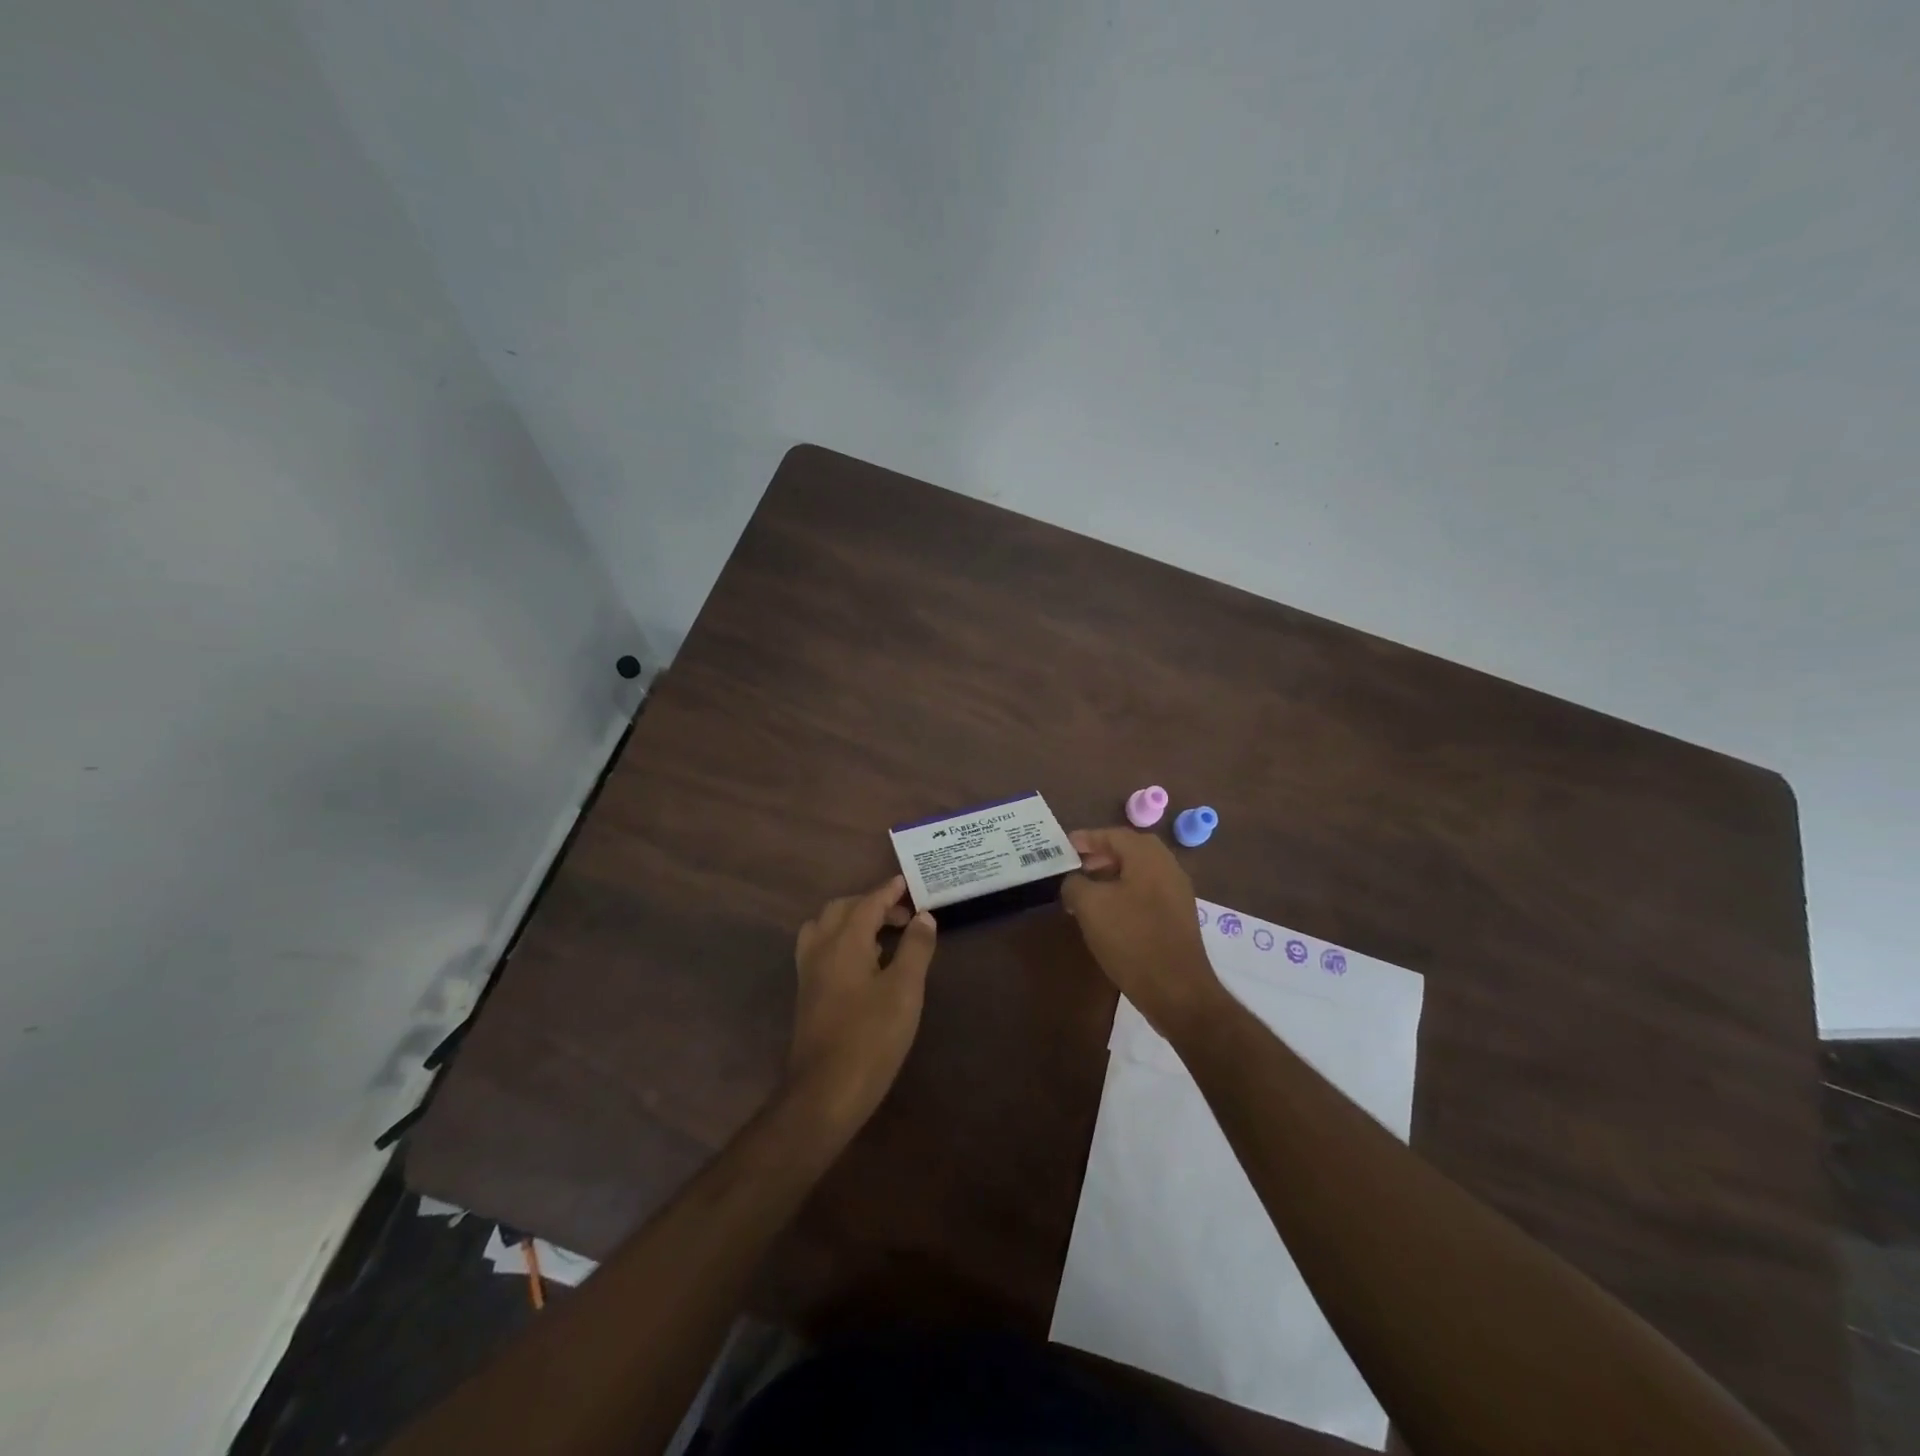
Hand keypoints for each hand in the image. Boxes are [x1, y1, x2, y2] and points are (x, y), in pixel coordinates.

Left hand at [789, 876, 937, 1128]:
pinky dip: (841, 940)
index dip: (888, 891)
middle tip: (902, 915)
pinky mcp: (807, 994)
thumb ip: (915, 948)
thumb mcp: (904, 990)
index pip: (867, 903)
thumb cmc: (870, 1037)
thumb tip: (923, 916)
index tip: (906, 882)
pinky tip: (863, 964)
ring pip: (825, 928)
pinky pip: (821, 948)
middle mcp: (820, 949)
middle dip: (870, 904)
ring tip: (882, 935)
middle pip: (841, 910)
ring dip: (851, 921)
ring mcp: (809, 973)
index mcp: (844, 942)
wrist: (825, 1092)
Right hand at [1063, 828, 1227, 1037]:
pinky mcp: (1178, 917)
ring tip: (1087, 891)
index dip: (1086, 838)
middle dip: (1101, 855)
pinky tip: (1108, 914)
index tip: (1064, 846)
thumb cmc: (1131, 939)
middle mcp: (1167, 867)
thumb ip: (1075, 884)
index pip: (1113, 835)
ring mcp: (1177, 892)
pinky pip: (1147, 892)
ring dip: (1112, 875)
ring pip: (1139, 872)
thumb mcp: (1090, 906)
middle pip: (1130, 850)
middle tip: (1076, 866)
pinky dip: (1125, 893)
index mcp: (1148, 857)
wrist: (1177, 990)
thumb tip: (1073, 881)